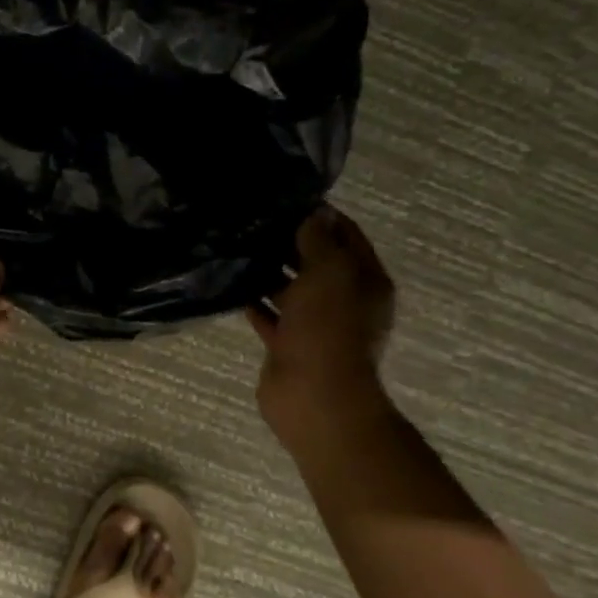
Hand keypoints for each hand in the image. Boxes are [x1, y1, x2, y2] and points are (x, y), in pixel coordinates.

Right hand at [247, 204, 395, 457]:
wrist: (314, 396)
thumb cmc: (328, 328)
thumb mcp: (328, 272)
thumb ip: (318, 240)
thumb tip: (316, 212)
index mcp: (365, 280)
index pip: (346, 235)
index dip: (321, 216)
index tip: (286, 201)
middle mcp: (344, 301)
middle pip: (317, 262)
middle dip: (290, 242)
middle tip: (254, 221)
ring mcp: (316, 325)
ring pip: (292, 290)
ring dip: (269, 272)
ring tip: (238, 248)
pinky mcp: (289, 345)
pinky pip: (271, 317)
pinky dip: (255, 303)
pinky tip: (232, 286)